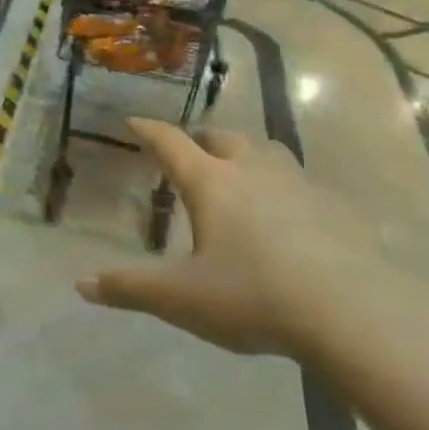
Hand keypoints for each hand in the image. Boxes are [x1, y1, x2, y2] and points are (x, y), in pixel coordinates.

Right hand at [75, 120, 402, 358]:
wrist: (347, 309)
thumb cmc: (253, 296)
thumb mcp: (182, 298)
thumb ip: (130, 288)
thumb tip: (81, 284)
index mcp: (211, 182)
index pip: (171, 143)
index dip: (150, 130)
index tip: (134, 121)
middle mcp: (251, 169)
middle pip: (221, 136)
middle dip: (201, 138)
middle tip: (191, 149)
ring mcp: (295, 182)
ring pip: (264, 150)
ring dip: (245, 152)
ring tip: (239, 168)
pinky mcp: (330, 204)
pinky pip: (298, 179)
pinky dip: (281, 183)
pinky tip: (287, 210)